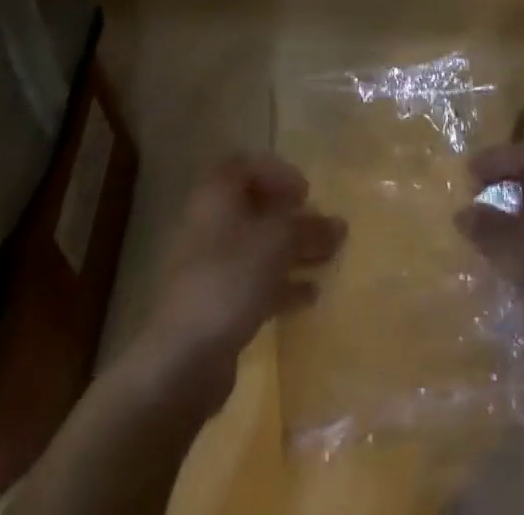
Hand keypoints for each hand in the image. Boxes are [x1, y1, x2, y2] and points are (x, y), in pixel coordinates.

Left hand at [131, 153, 345, 407]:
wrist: (183, 358)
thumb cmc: (231, 278)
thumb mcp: (278, 243)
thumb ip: (310, 229)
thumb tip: (340, 224)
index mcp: (217, 195)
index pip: (245, 165)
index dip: (276, 172)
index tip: (305, 192)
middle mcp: (210, 223)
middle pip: (253, 207)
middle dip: (290, 215)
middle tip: (320, 225)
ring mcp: (210, 265)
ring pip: (256, 246)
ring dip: (291, 250)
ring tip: (326, 259)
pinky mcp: (216, 304)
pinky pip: (253, 281)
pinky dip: (281, 283)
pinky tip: (310, 295)